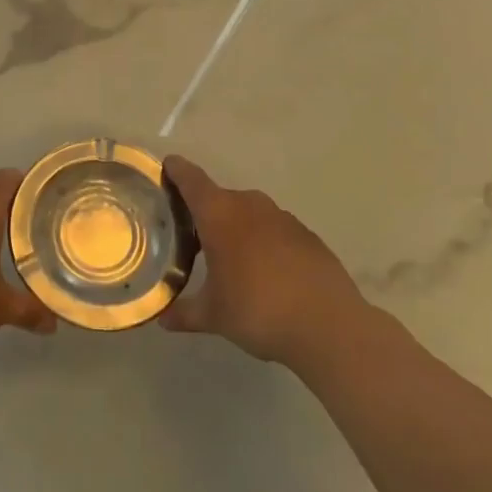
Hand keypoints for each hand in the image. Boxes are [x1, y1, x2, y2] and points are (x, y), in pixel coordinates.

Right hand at [159, 155, 368, 367]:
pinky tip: (265, 271)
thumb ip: (185, 313)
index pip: (191, 180)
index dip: (177, 170)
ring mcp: (282, 218)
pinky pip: (274, 229)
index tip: (167, 165)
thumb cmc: (258, 311)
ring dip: (236, 226)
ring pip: (249, 212)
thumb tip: (162, 319)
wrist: (329, 326)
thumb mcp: (214, 316)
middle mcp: (250, 206)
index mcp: (220, 215)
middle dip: (205, 211)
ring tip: (229, 256)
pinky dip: (263, 241)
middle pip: (220, 197)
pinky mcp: (307, 235)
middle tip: (191, 234)